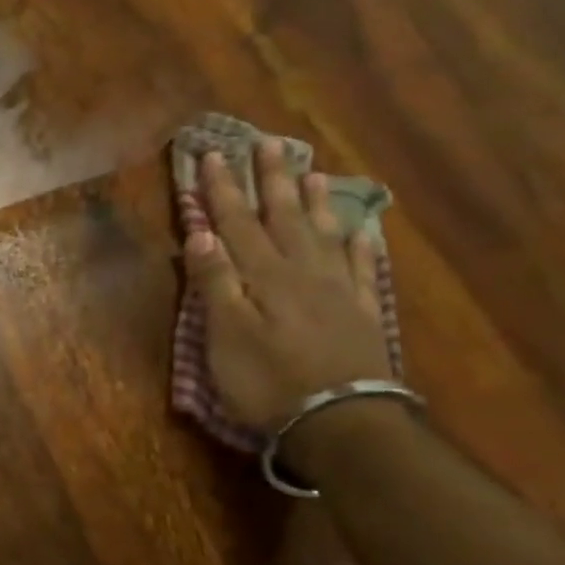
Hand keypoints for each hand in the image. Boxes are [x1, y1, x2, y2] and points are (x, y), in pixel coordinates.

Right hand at [184, 140, 391, 429]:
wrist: (341, 421)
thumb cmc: (268, 380)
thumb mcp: (225, 334)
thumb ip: (216, 282)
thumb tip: (201, 233)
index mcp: (264, 276)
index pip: (237, 223)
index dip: (223, 189)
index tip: (213, 155)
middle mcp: (303, 272)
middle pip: (284, 217)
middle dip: (272, 180)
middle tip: (270, 143)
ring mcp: (337, 291)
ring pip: (324, 234)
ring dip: (316, 203)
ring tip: (313, 173)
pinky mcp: (360, 313)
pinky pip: (362, 268)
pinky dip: (360, 245)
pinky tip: (362, 229)